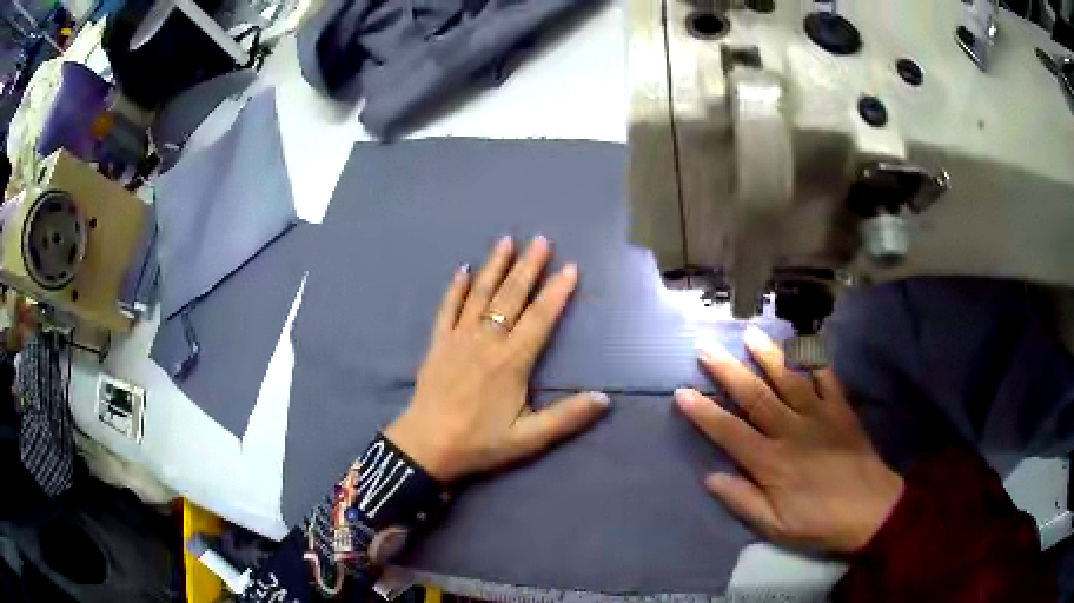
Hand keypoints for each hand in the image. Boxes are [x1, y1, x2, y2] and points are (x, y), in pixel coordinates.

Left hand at [385, 236, 610, 481]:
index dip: (557, 292)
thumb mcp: (529, 438)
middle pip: (511, 297)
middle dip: (528, 267)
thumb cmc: (480, 442)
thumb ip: (567, 418)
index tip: (570, 267)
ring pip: (480, 295)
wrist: (426, 446)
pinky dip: (455, 288)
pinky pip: (447, 309)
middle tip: (540, 240)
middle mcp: (487, 341)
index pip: (540, 318)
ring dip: (494, 267)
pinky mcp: (438, 343)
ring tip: (506, 241)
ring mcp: (459, 338)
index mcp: (512, 361)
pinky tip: (462, 269)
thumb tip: (605, 399)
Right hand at [676, 326, 904, 552]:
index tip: (682, 392)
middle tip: (706, 346)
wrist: (871, 511)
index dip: (704, 412)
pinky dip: (816, 360)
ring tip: (750, 333)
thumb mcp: (775, 525)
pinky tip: (805, 343)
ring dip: (768, 355)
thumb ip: (743, 500)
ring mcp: (820, 416)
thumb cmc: (818, 523)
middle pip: (755, 396)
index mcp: (772, 462)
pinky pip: (828, 379)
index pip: (730, 432)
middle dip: (728, 371)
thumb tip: (711, 477)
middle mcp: (792, 431)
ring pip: (789, 379)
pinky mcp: (842, 411)